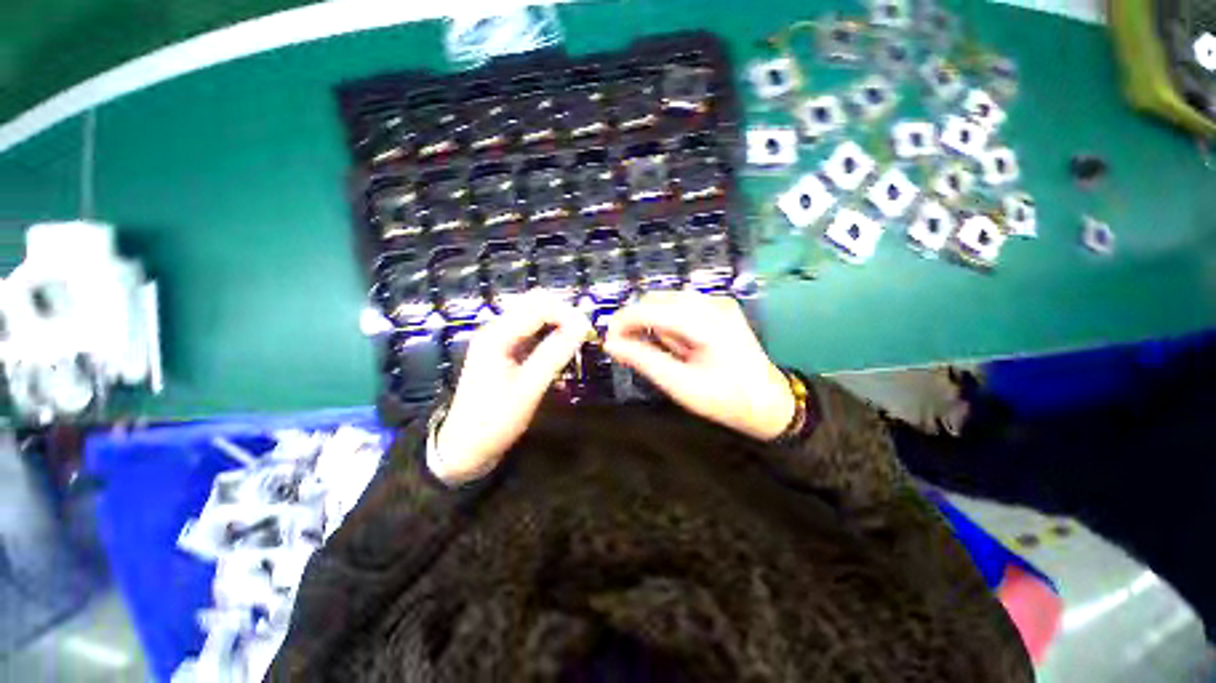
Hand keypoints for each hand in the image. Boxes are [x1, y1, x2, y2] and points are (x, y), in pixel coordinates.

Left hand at [431, 292, 591, 484]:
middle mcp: (497, 330)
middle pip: (535, 304)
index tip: (589, 332)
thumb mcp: (528, 388)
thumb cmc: (495, 420)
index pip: (539, 307)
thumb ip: (555, 354)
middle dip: (563, 314)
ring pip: (535, 317)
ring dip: (558, 325)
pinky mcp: (506, 351)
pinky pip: (533, 333)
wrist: (465, 448)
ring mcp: (500, 340)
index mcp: (497, 335)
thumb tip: (582, 327)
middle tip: (583, 336)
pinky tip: (561, 353)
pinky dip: (550, 337)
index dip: (567, 314)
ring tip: (575, 345)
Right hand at [604, 291, 794, 440]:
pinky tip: (677, 346)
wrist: (769, 402)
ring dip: (653, 324)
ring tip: (665, 354)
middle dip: (637, 321)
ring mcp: (718, 303)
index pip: (654, 308)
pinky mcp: (718, 307)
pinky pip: (680, 308)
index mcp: (708, 324)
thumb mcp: (681, 386)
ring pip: (666, 302)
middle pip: (658, 299)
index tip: (608, 341)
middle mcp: (713, 304)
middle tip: (627, 349)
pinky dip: (667, 324)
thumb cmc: (726, 399)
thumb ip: (644, 361)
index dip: (625, 320)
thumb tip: (611, 344)